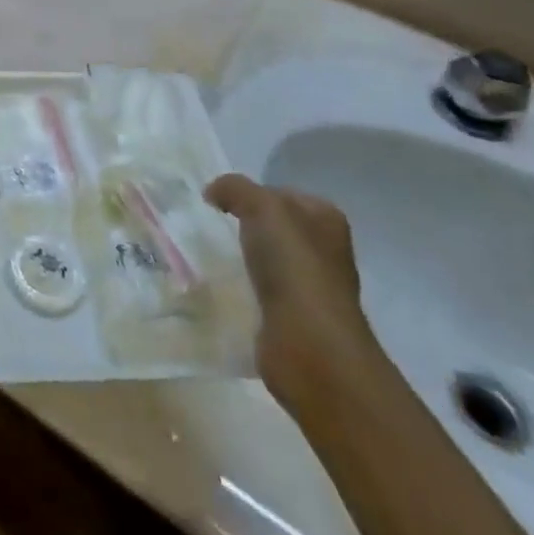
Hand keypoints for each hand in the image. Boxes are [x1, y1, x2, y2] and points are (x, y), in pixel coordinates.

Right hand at [204, 174, 378, 408]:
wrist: (309, 345)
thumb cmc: (294, 267)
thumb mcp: (262, 207)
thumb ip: (235, 189)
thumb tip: (213, 192)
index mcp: (325, 220)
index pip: (282, 194)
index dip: (251, 193)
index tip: (218, 203)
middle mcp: (324, 251)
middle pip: (273, 228)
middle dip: (242, 227)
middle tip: (209, 227)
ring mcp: (310, 288)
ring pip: (265, 260)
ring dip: (240, 259)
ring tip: (208, 257)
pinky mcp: (293, 319)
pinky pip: (259, 292)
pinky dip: (240, 289)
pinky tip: (219, 288)